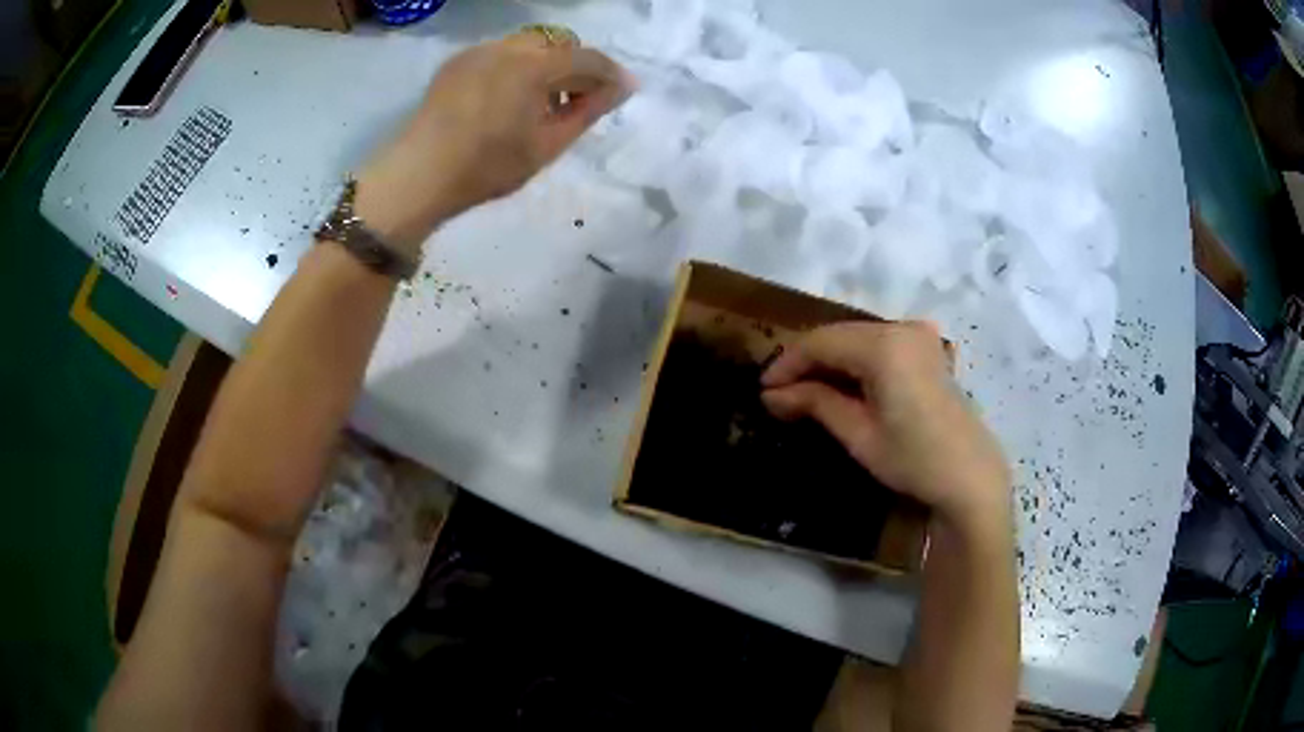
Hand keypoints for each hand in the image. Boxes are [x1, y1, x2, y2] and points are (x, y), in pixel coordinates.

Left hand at [355, 32, 633, 252]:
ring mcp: (479, 50)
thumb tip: (621, 88)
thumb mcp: (547, 145)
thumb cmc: (487, 166)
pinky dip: (517, 66)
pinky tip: (509, 97)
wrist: (420, 174)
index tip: (623, 90)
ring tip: (542, 101)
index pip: (586, 58)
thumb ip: (588, 112)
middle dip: (576, 66)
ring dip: (546, 64)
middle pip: (558, 44)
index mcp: (534, 66)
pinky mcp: (457, 61)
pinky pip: (500, 53)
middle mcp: (508, 46)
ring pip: (528, 45)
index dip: (609, 74)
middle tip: (579, 100)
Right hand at [761, 321, 1011, 538]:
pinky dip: (855, 359)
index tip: (763, 388)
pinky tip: (841, 383)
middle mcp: (901, 327)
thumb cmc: (913, 460)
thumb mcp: (858, 434)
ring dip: (829, 359)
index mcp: (884, 346)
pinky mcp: (926, 347)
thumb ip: (815, 403)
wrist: (969, 475)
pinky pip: (879, 343)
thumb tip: (771, 395)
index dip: (787, 363)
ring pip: (857, 337)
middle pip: (839, 335)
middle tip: (779, 392)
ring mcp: (918, 334)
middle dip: (807, 361)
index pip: (820, 343)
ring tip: (804, 390)